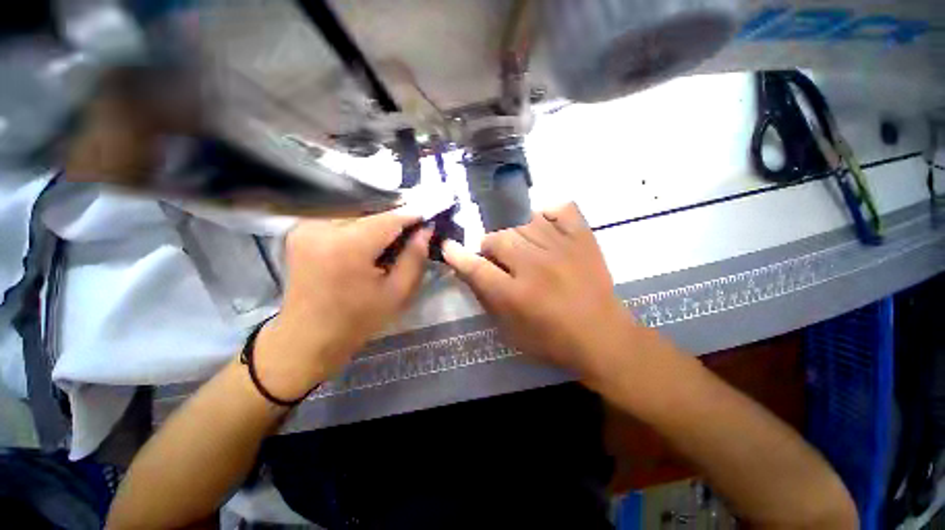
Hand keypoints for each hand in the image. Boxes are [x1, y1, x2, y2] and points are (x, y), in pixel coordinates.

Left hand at [255, 211, 431, 400]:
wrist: (307, 338)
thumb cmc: (357, 321)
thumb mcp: (398, 293)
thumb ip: (415, 257)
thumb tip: (425, 230)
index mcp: (347, 246)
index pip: (388, 218)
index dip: (411, 216)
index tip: (428, 219)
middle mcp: (321, 227)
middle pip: (371, 213)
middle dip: (394, 221)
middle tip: (411, 233)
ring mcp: (306, 226)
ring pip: (356, 213)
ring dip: (376, 223)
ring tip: (390, 241)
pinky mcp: (300, 230)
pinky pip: (339, 219)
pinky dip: (358, 227)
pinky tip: (367, 243)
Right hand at [443, 203, 636, 384]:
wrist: (603, 337)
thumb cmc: (552, 340)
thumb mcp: (510, 330)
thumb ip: (487, 298)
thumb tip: (470, 270)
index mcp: (515, 294)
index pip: (476, 267)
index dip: (457, 255)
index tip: (448, 246)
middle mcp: (535, 265)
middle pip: (497, 238)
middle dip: (491, 248)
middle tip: (500, 261)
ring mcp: (561, 247)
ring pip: (523, 222)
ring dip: (516, 236)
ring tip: (524, 250)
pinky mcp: (584, 238)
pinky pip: (561, 209)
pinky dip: (549, 215)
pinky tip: (546, 229)